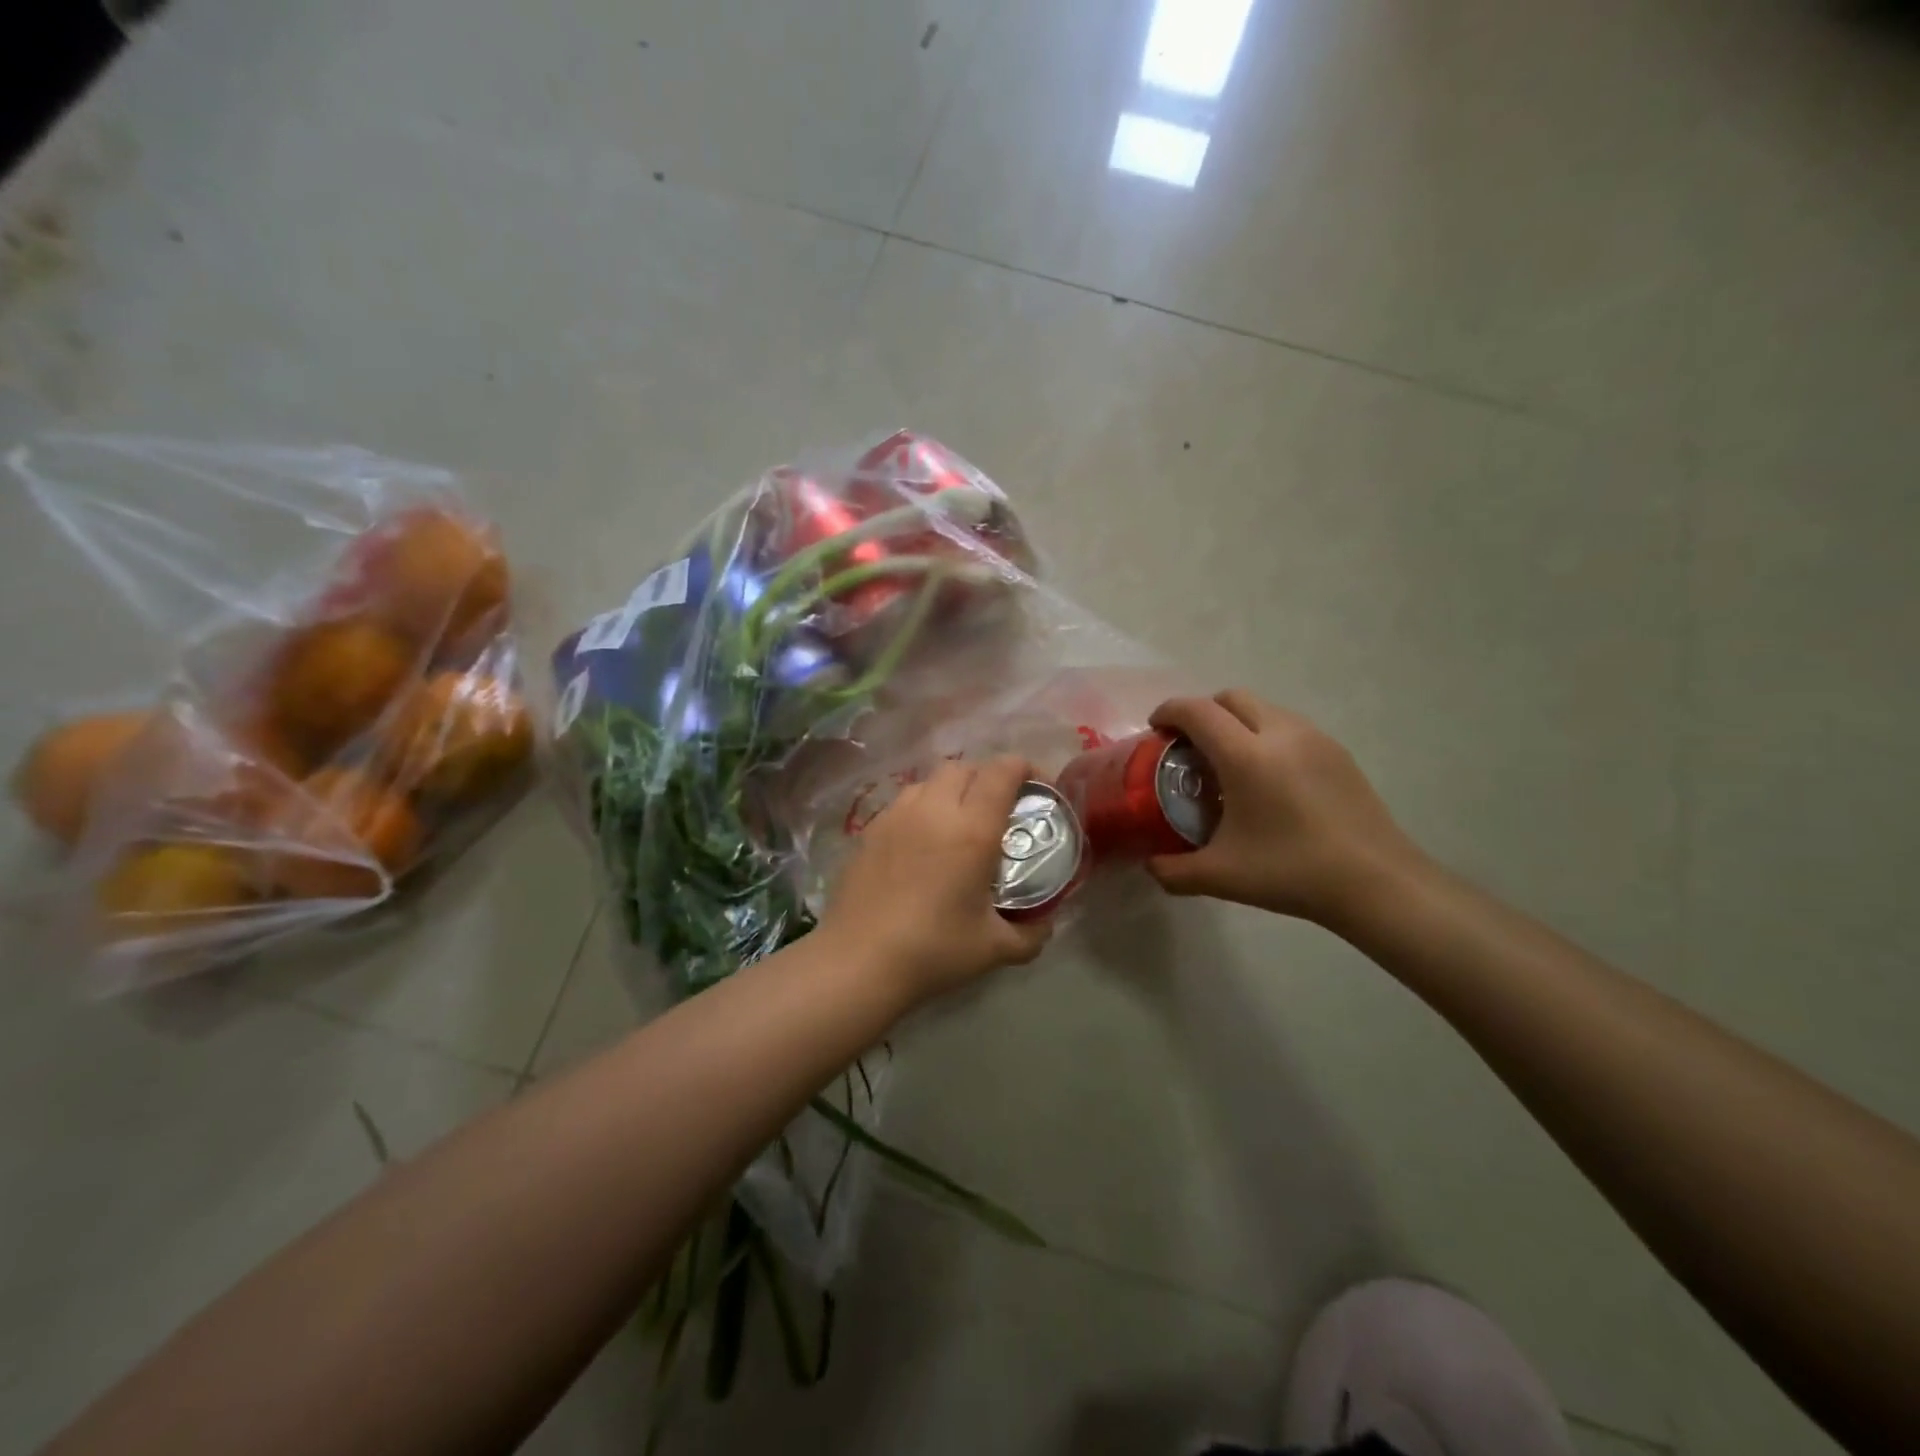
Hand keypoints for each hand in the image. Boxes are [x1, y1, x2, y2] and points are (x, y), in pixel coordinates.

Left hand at [821, 756, 1051, 1004]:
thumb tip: (1045, 923)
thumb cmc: (933, 951)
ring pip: (930, 781)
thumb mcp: (995, 949)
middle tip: (998, 808)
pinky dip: (922, 808)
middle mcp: (934, 809)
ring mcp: (896, 815)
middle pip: (965, 767)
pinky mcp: (869, 829)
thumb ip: (1031, 934)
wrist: (858, 961)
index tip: (1037, 787)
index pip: (1002, 771)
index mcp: (972, 829)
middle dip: (987, 777)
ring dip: (952, 790)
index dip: (1025, 768)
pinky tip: (922, 843)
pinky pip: (904, 802)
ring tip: (958, 823)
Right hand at [1146, 690, 1425, 925]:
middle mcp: (1280, 733)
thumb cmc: (1292, 873)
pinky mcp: (1338, 752)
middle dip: (1203, 712)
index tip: (1155, 730)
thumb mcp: (1221, 876)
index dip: (1169, 712)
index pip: (1197, 711)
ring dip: (1236, 722)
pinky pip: (1289, 726)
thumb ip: (1174, 870)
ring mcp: (1314, 739)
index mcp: (1246, 756)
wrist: (1377, 883)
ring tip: (1229, 762)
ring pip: (1264, 708)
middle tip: (1189, 746)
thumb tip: (1150, 865)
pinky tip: (1268, 779)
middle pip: (1231, 698)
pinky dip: (1266, 735)